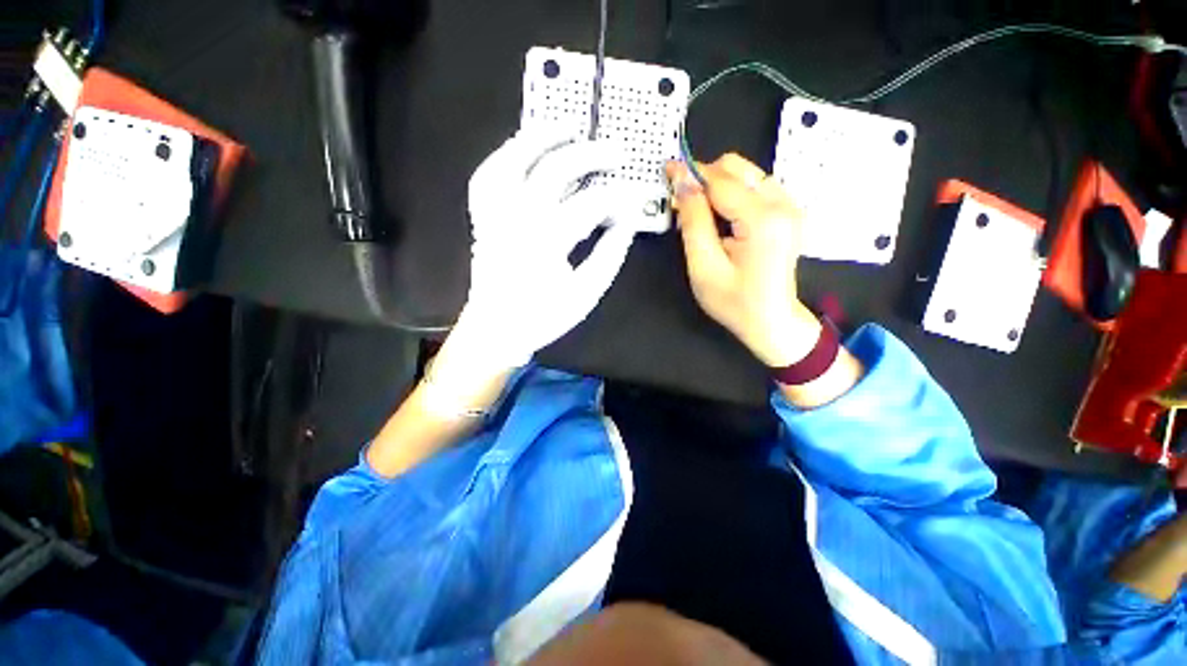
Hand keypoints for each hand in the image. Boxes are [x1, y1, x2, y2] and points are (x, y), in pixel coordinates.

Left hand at [450, 132, 637, 373]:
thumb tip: (626, 222)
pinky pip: (486, 176)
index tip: (635, 198)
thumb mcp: (585, 293)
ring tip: (567, 126)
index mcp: (547, 240)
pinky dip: (504, 156)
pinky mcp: (483, 218)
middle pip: (555, 169)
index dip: (619, 198)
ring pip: (512, 159)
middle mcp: (517, 218)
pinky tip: (521, 149)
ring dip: (541, 137)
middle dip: (590, 154)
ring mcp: (495, 214)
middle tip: (615, 150)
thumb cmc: (542, 317)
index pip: (591, 204)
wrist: (496, 330)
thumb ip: (609, 256)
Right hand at [667, 154, 820, 367]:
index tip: (667, 170)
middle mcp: (783, 204)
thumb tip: (682, 183)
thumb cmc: (735, 302)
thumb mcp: (704, 267)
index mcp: (763, 220)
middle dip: (704, 179)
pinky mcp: (789, 212)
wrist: (772, 321)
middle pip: (737, 168)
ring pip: (746, 174)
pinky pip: (755, 187)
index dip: (690, 174)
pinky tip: (721, 218)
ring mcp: (790, 206)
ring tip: (701, 217)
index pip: (720, 182)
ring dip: (717, 187)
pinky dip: (732, 194)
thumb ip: (693, 221)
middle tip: (683, 205)